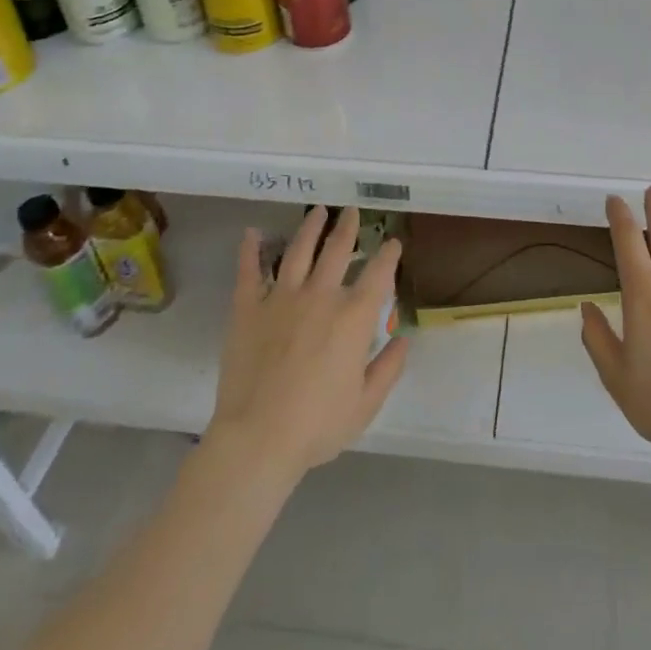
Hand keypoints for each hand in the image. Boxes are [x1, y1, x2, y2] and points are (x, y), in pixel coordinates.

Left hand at [208, 206, 408, 480]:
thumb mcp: (366, 403)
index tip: (392, 242)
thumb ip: (388, 368)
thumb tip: (402, 340)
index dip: (388, 255)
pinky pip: (248, 272)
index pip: (378, 274)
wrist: (257, 438)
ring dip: (310, 228)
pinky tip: (252, 232)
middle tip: (351, 211)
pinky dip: (250, 250)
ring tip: (317, 211)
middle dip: (348, 228)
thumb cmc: (318, 425)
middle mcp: (321, 296)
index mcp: (353, 317)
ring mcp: (281, 299)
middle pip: (337, 250)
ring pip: (298, 251)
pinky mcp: (248, 309)